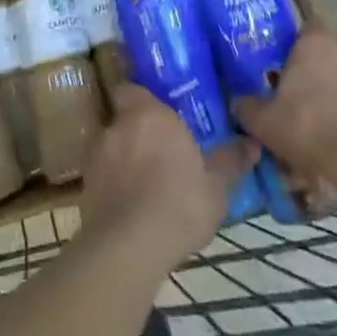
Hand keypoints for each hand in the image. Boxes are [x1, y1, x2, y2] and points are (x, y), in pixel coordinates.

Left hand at [80, 85, 258, 273]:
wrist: (130, 246)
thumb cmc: (180, 203)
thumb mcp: (216, 187)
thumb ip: (230, 162)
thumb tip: (251, 144)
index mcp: (149, 115)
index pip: (132, 90)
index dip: (141, 100)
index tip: (157, 114)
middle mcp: (117, 126)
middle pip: (123, 120)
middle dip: (137, 133)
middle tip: (159, 152)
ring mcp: (96, 156)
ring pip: (111, 149)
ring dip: (124, 160)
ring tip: (145, 184)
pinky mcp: (85, 187)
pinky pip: (102, 177)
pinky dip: (114, 186)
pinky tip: (131, 208)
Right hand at [231, 29, 336, 190]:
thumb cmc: (310, 128)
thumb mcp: (265, 123)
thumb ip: (248, 108)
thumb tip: (237, 102)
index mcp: (314, 46)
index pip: (307, 30)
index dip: (299, 48)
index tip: (291, 68)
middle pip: (335, 57)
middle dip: (326, 76)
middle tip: (313, 104)